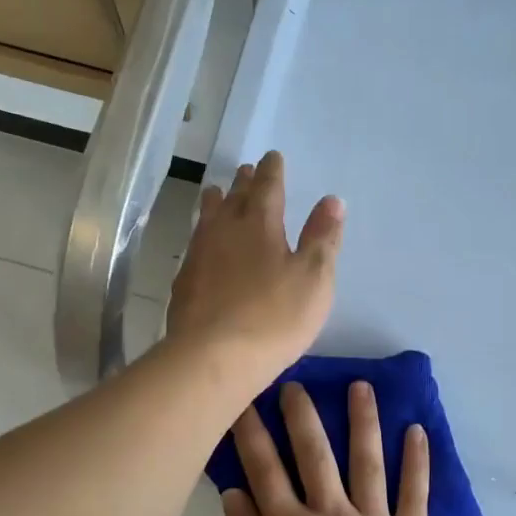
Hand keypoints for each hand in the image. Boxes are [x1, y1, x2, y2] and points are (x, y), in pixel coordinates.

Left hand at [166, 151, 343, 388]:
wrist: (212, 358)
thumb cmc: (274, 317)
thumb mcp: (314, 278)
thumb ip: (322, 238)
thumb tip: (332, 200)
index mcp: (259, 224)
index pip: (267, 187)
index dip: (272, 171)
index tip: (272, 157)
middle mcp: (224, 230)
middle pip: (233, 198)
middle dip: (243, 183)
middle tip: (245, 170)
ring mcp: (199, 256)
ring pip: (207, 218)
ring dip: (215, 203)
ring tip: (215, 192)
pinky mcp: (183, 284)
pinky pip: (195, 246)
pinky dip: (202, 236)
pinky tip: (202, 246)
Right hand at [221, 379, 429, 515]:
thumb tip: (234, 492)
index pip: (264, 471)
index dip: (251, 433)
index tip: (243, 400)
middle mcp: (333, 515)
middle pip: (315, 455)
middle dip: (302, 415)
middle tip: (296, 381)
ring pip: (368, 462)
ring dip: (363, 421)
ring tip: (361, 386)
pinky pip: (415, 496)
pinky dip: (417, 463)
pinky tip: (417, 431)